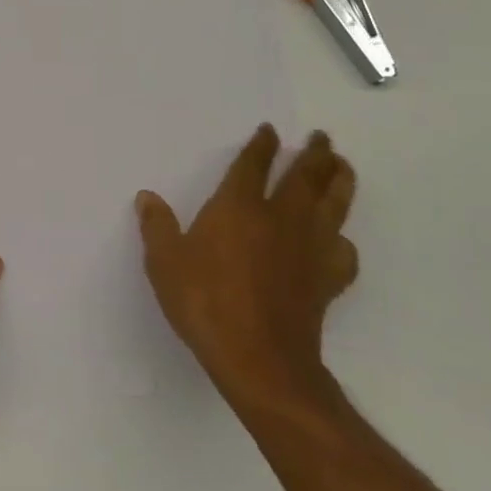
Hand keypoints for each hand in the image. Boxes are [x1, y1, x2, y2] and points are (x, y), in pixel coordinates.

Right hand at [137, 126, 356, 409]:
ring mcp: (309, 248)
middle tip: (322, 138)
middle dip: (314, 154)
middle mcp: (279, 218)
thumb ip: (157, 228)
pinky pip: (343, 251)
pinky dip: (343, 240)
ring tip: (343, 166)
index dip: (262, 145)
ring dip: (340, 181)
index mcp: (238, 207)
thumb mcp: (165, 263)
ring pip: (333, 204)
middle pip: (305, 176)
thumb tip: (147, 197)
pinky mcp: (327, 279)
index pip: (253, 165)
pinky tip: (339, 240)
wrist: (259, 359)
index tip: (270, 131)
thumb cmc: (206, 303)